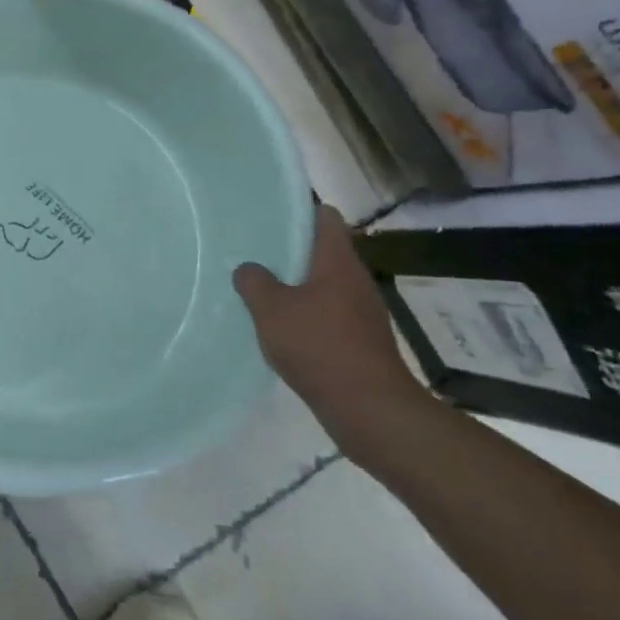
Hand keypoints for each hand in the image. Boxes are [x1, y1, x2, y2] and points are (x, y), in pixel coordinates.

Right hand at [234, 205, 435, 461]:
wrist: (370, 409)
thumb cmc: (319, 346)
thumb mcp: (271, 310)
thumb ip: (254, 282)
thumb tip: (249, 269)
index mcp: (338, 261)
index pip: (326, 217)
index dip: (301, 210)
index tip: (270, 214)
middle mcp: (355, 279)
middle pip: (324, 251)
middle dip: (292, 250)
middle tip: (255, 251)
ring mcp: (362, 311)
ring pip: (325, 284)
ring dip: (297, 285)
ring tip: (261, 289)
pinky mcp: (361, 340)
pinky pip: (329, 313)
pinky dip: (307, 313)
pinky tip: (282, 328)